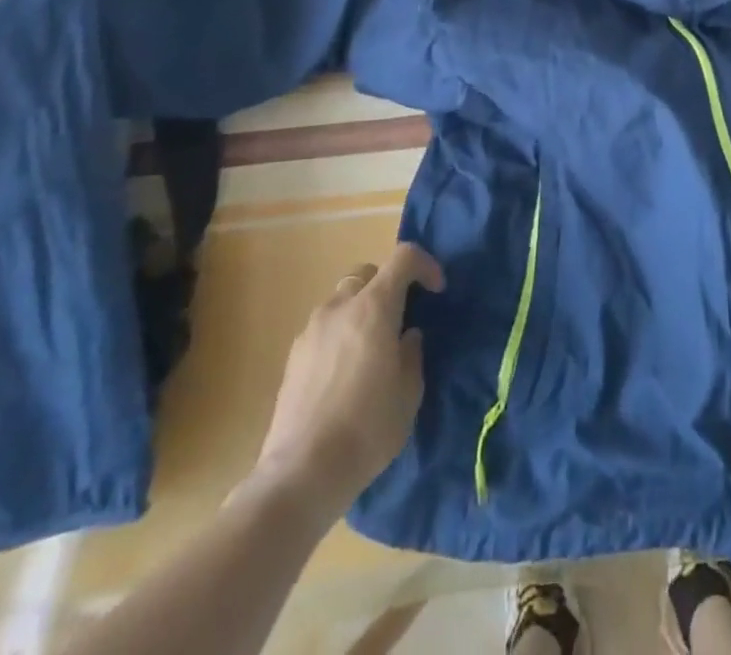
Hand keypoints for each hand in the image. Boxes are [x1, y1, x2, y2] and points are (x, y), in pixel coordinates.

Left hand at [247, 242, 444, 516]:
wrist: (301, 474)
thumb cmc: (368, 428)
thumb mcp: (409, 392)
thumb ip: (412, 353)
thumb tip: (406, 336)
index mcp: (374, 307)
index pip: (403, 257)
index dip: (426, 265)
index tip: (437, 290)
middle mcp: (340, 307)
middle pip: (367, 273)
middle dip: (388, 285)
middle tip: (400, 319)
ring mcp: (311, 330)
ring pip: (342, 299)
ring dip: (361, 310)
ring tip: (371, 349)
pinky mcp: (293, 356)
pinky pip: (324, 327)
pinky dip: (340, 333)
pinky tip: (345, 373)